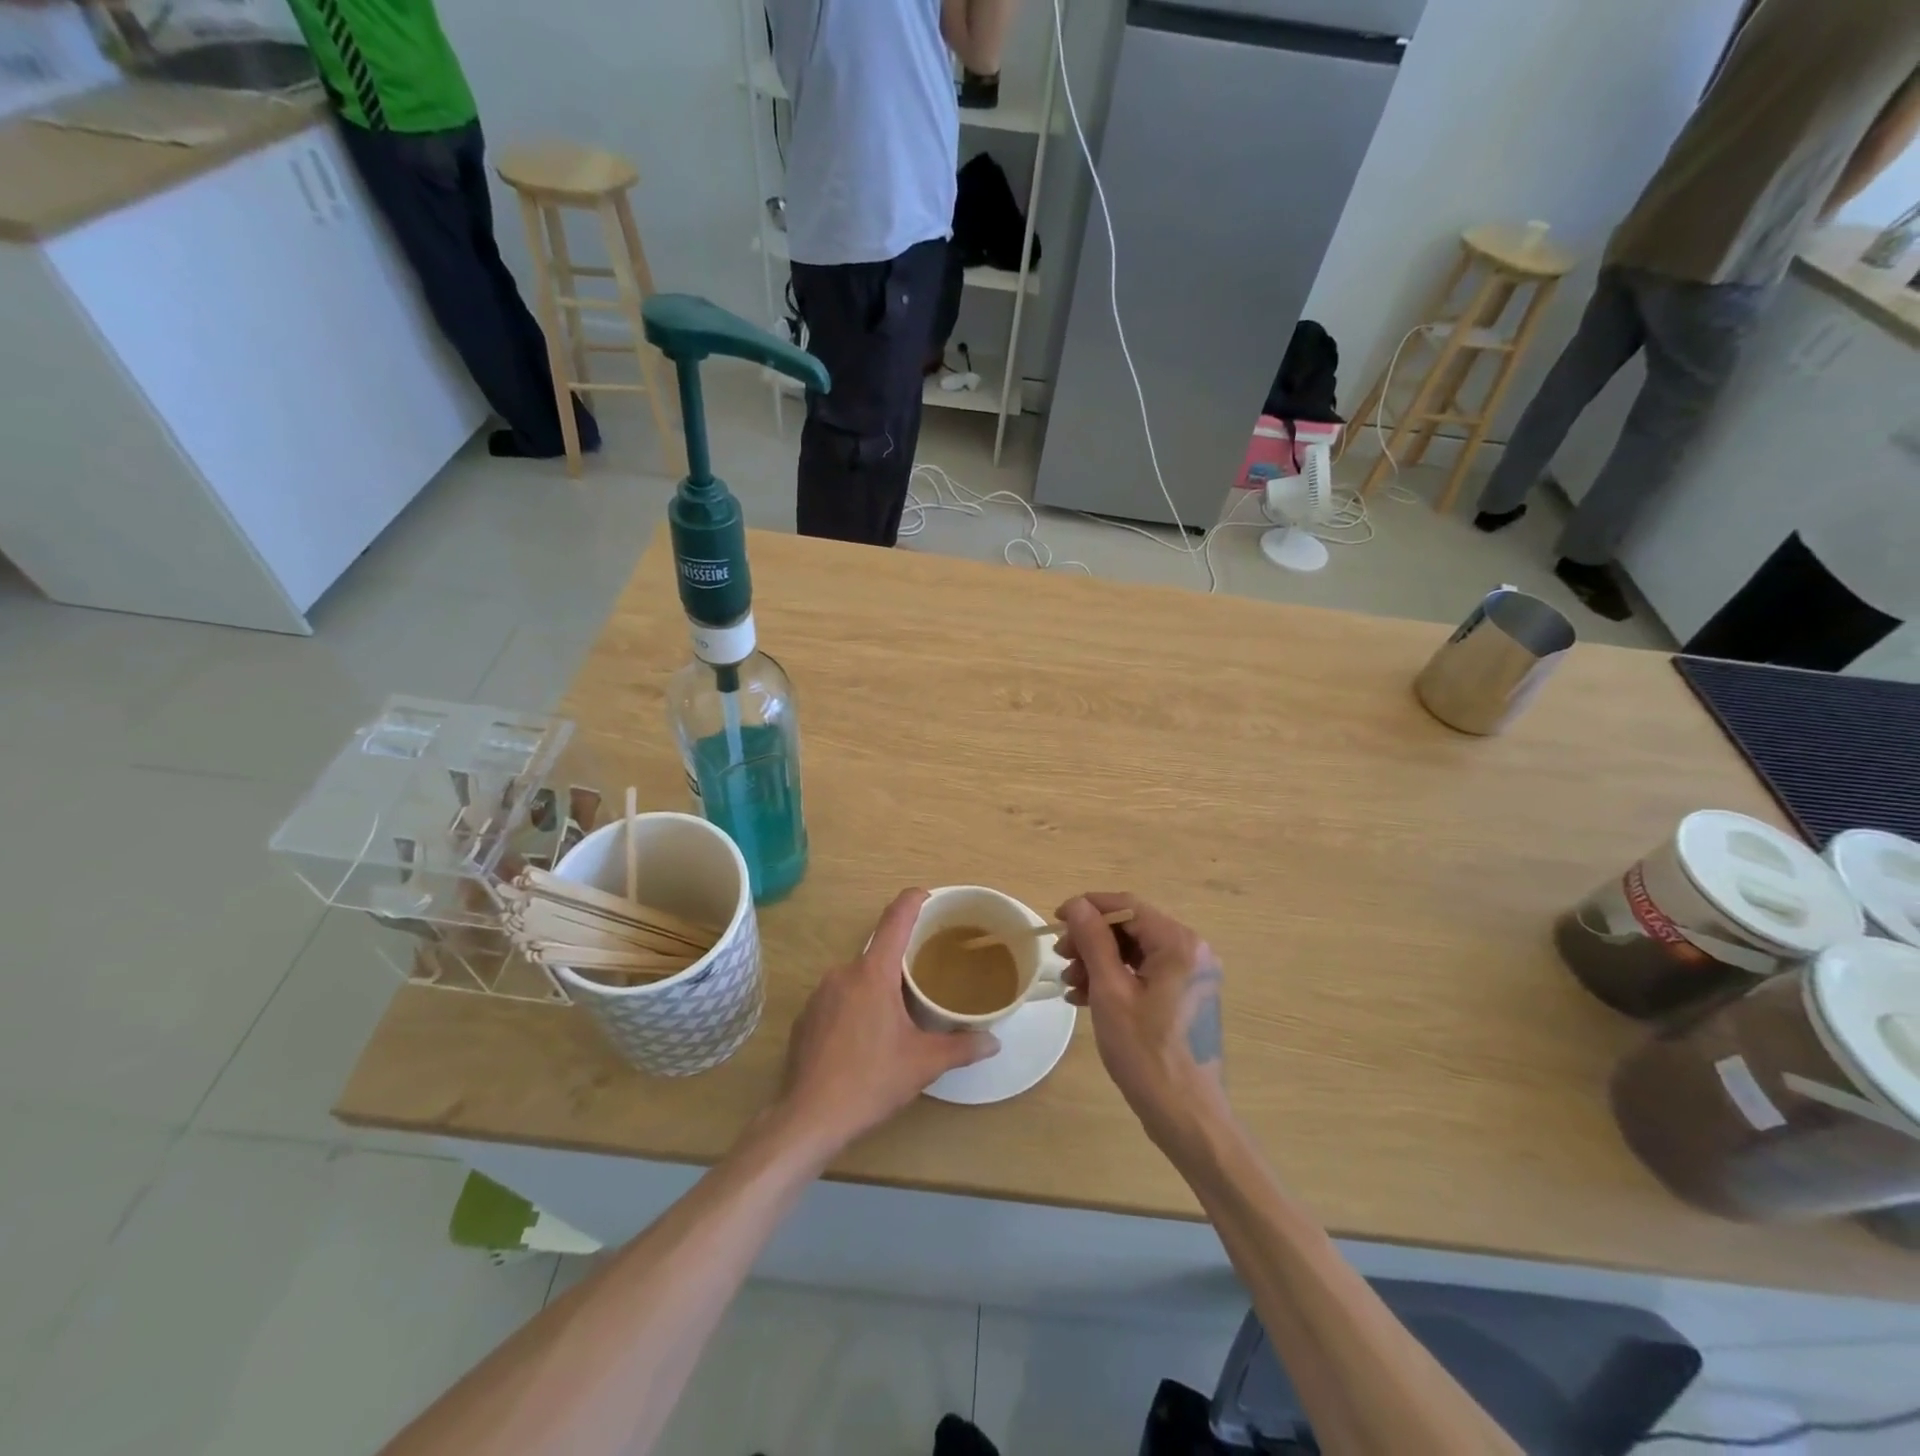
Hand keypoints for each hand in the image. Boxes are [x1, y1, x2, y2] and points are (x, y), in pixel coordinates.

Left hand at [776, 889, 997, 1153]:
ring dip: (878, 986)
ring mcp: (819, 994)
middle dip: (901, 960)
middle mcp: (843, 973)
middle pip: (878, 952)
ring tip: (899, 1013)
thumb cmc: (870, 1081)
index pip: (895, 919)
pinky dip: (855, 1006)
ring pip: (857, 977)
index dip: (913, 900)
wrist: (809, 1118)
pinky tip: (865, 1037)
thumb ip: (961, 1047)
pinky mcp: (805, 1018)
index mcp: (873, 973)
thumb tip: (993, 1041)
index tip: (928, 895)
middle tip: (926, 976)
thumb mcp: (923, 1064)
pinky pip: (838, 998)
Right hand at [1056, 893, 1228, 1155]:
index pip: (1127, 906)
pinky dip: (1116, 980)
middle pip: (1132, 929)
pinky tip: (1086, 997)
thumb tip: (1077, 904)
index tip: (1056, 920)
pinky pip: (1145, 974)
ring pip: (1135, 952)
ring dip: (1099, 962)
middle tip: (1061, 957)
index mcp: (1180, 944)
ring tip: (1070, 983)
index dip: (1088, 908)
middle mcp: (1192, 952)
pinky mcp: (1186, 998)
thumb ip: (1093, 941)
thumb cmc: (1146, 1053)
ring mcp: (1192, 976)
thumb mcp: (1110, 992)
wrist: (1187, 1117)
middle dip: (1092, 940)